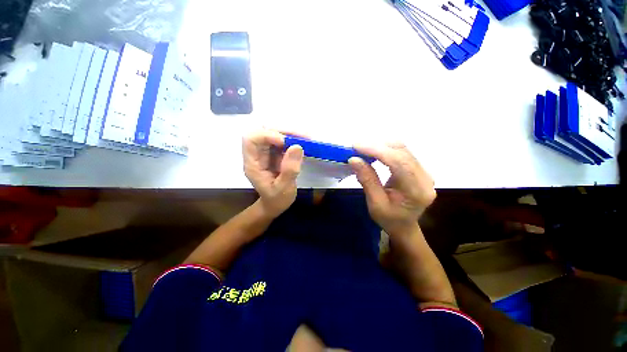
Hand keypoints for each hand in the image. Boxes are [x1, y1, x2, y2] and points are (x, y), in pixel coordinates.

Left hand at [243, 129, 303, 218]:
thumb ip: (289, 170)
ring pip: (274, 133)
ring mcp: (266, 152)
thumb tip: (297, 146)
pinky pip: (282, 140)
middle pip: (264, 131)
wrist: (275, 204)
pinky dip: (293, 139)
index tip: (287, 143)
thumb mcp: (284, 189)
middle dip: (284, 131)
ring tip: (307, 138)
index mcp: (253, 163)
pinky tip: (304, 142)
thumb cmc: (276, 199)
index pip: (252, 139)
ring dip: (291, 133)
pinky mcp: (275, 153)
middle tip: (303, 137)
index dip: (268, 135)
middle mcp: (257, 154)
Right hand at [349, 143, 435, 236]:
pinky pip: (402, 152)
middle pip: (402, 151)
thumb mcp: (375, 203)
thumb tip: (354, 159)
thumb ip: (367, 180)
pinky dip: (385, 150)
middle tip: (356, 147)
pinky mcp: (419, 169)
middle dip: (377, 146)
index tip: (356, 146)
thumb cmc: (389, 219)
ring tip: (363, 149)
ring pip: (402, 148)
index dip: (376, 150)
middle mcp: (425, 177)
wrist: (404, 226)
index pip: (398, 161)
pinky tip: (374, 153)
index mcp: (416, 190)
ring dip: (380, 146)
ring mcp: (424, 171)